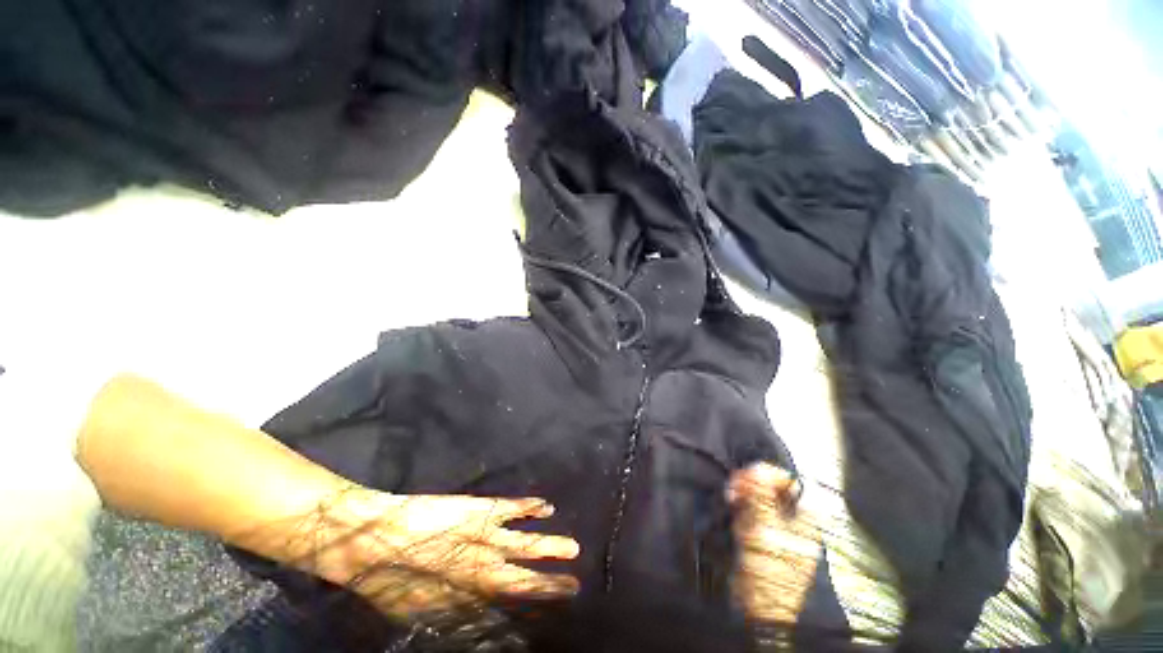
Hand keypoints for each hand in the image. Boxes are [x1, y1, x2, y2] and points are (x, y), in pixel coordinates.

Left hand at [288, 486, 580, 618]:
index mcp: (468, 595)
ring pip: (526, 544)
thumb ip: (442, 614)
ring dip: (549, 546)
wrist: (377, 539)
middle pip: (524, 578)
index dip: (530, 609)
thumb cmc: (390, 579)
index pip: (508, 605)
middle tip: (575, 586)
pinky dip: (529, 509)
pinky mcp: (480, 512)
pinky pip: (513, 509)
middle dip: (550, 584)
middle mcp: (484, 570)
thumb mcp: (414, 610)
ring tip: (572, 548)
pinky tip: (545, 506)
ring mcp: (484, 539)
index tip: (549, 612)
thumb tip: (469, 625)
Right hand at [729, 463, 822, 623]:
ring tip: (734, 507)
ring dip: (742, 500)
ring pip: (758, 498)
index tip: (743, 477)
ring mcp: (778, 527)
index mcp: (806, 517)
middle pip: (771, 487)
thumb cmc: (768, 569)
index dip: (764, 474)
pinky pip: (751, 511)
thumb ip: (760, 495)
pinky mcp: (763, 534)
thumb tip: (756, 467)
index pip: (787, 480)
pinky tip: (736, 520)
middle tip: (733, 490)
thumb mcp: (764, 528)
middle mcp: (795, 519)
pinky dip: (741, 512)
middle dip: (749, 487)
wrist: (757, 606)